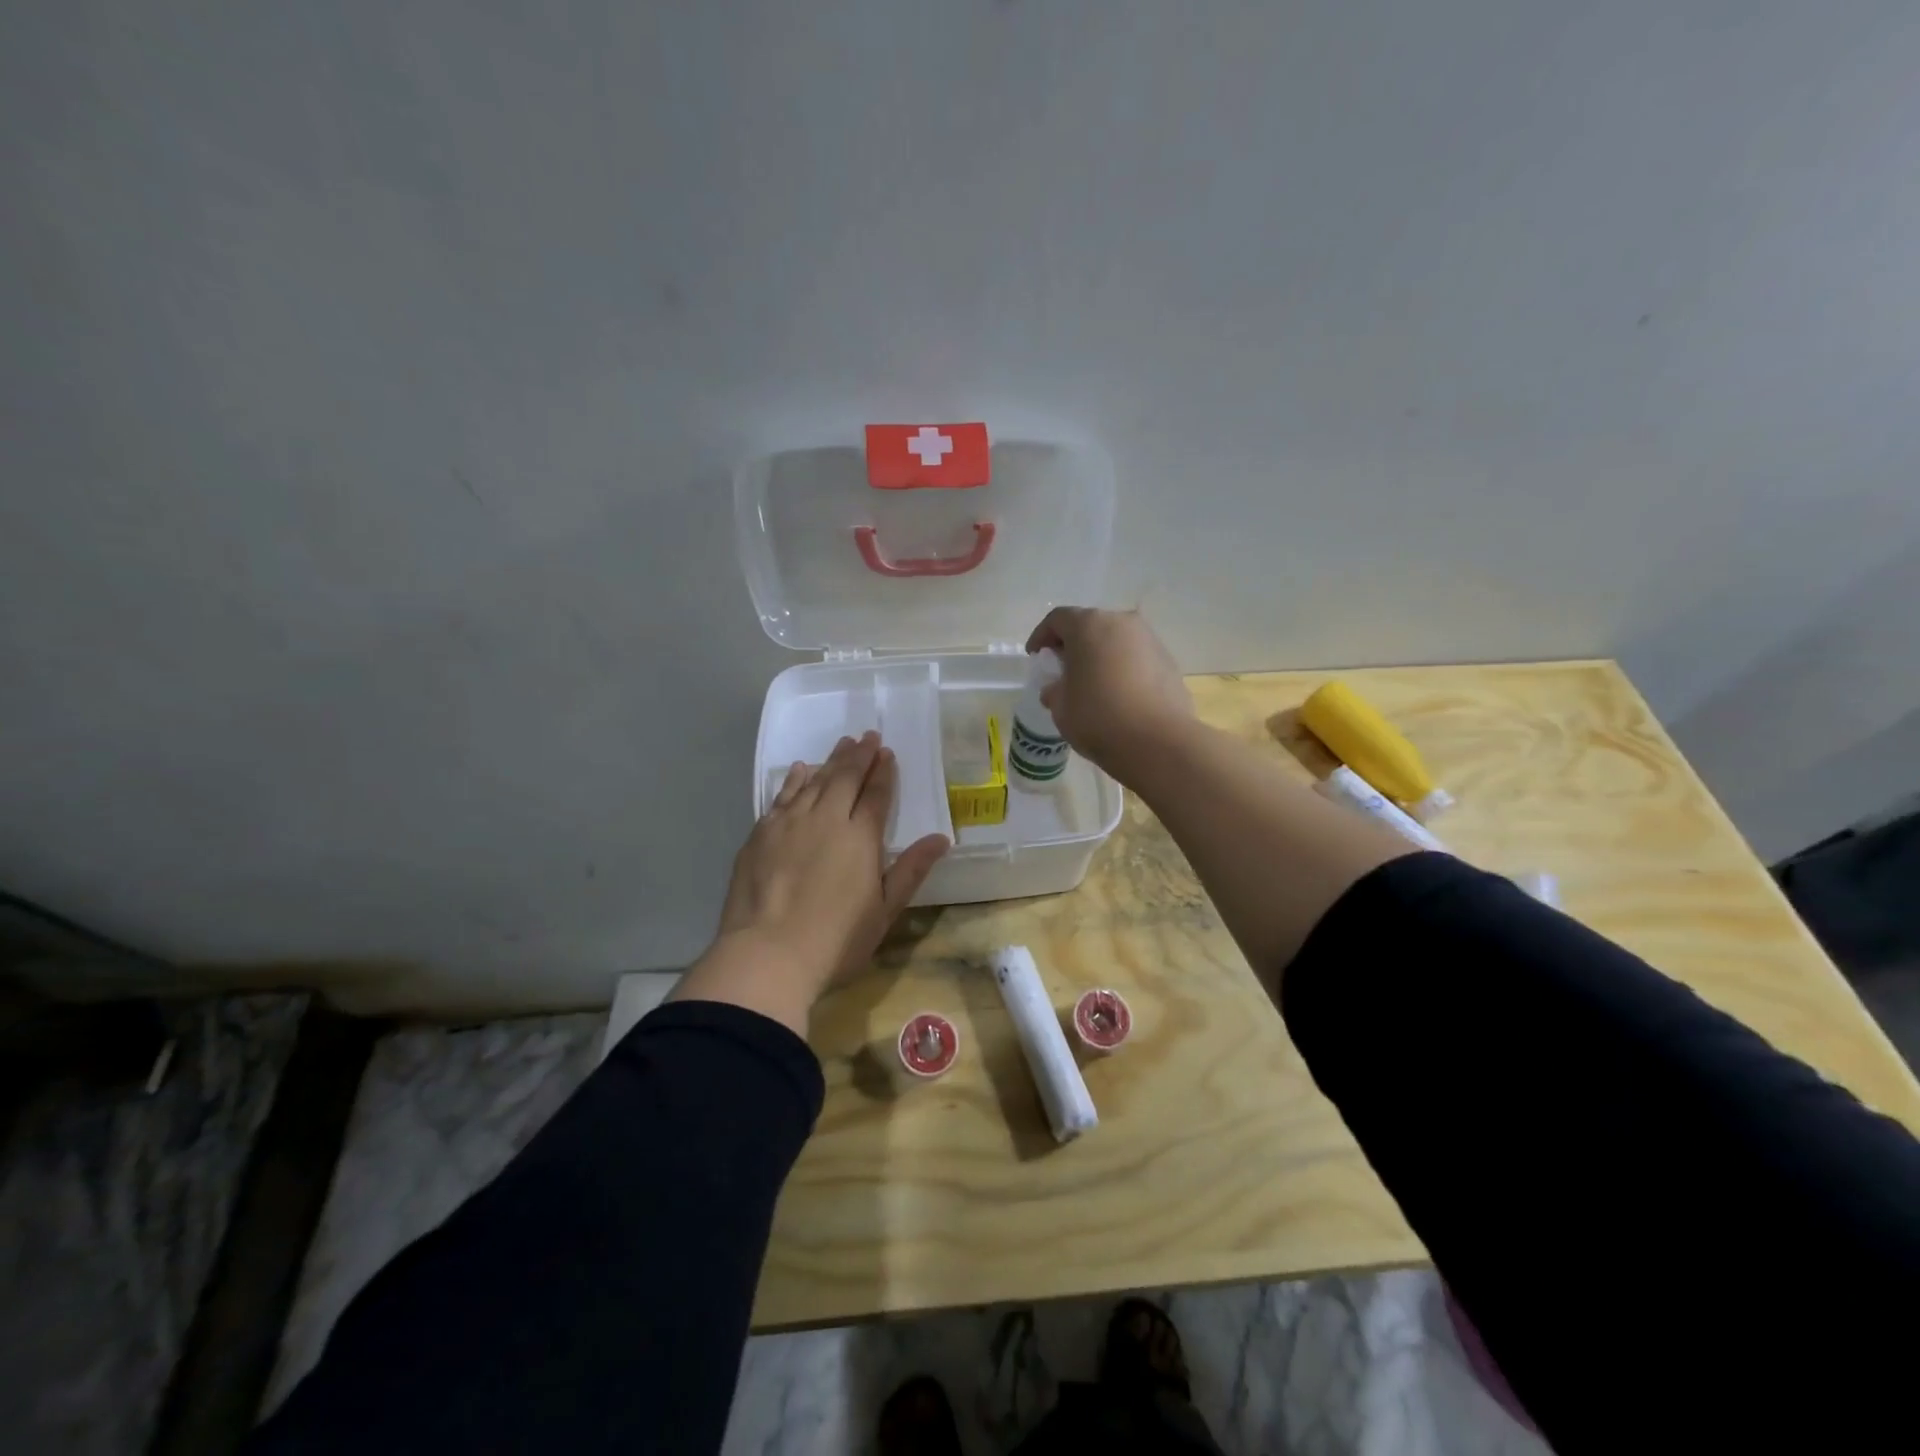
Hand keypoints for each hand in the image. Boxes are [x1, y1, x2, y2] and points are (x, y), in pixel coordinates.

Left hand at [674, 732, 948, 1034]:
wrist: (767, 954)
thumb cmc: (836, 940)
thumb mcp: (884, 911)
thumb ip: (911, 870)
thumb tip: (941, 838)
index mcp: (861, 837)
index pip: (876, 795)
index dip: (883, 772)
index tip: (887, 753)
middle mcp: (827, 819)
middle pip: (845, 778)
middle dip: (860, 755)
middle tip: (868, 736)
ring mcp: (790, 823)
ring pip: (814, 781)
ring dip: (831, 761)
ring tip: (843, 744)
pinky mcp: (761, 833)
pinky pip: (783, 795)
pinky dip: (795, 779)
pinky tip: (801, 770)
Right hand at [1025, 608, 1194, 783]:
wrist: (1158, 742)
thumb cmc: (1098, 718)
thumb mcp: (1061, 707)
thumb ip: (1054, 690)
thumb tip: (1057, 688)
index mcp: (1088, 626)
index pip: (1057, 619)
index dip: (1042, 636)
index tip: (1036, 656)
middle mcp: (1121, 622)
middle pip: (1089, 625)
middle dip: (1073, 644)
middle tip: (1063, 668)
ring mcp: (1149, 640)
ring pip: (1115, 640)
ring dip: (1100, 655)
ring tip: (1092, 682)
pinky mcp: (1168, 661)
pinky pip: (1136, 657)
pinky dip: (1122, 668)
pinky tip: (1118, 694)